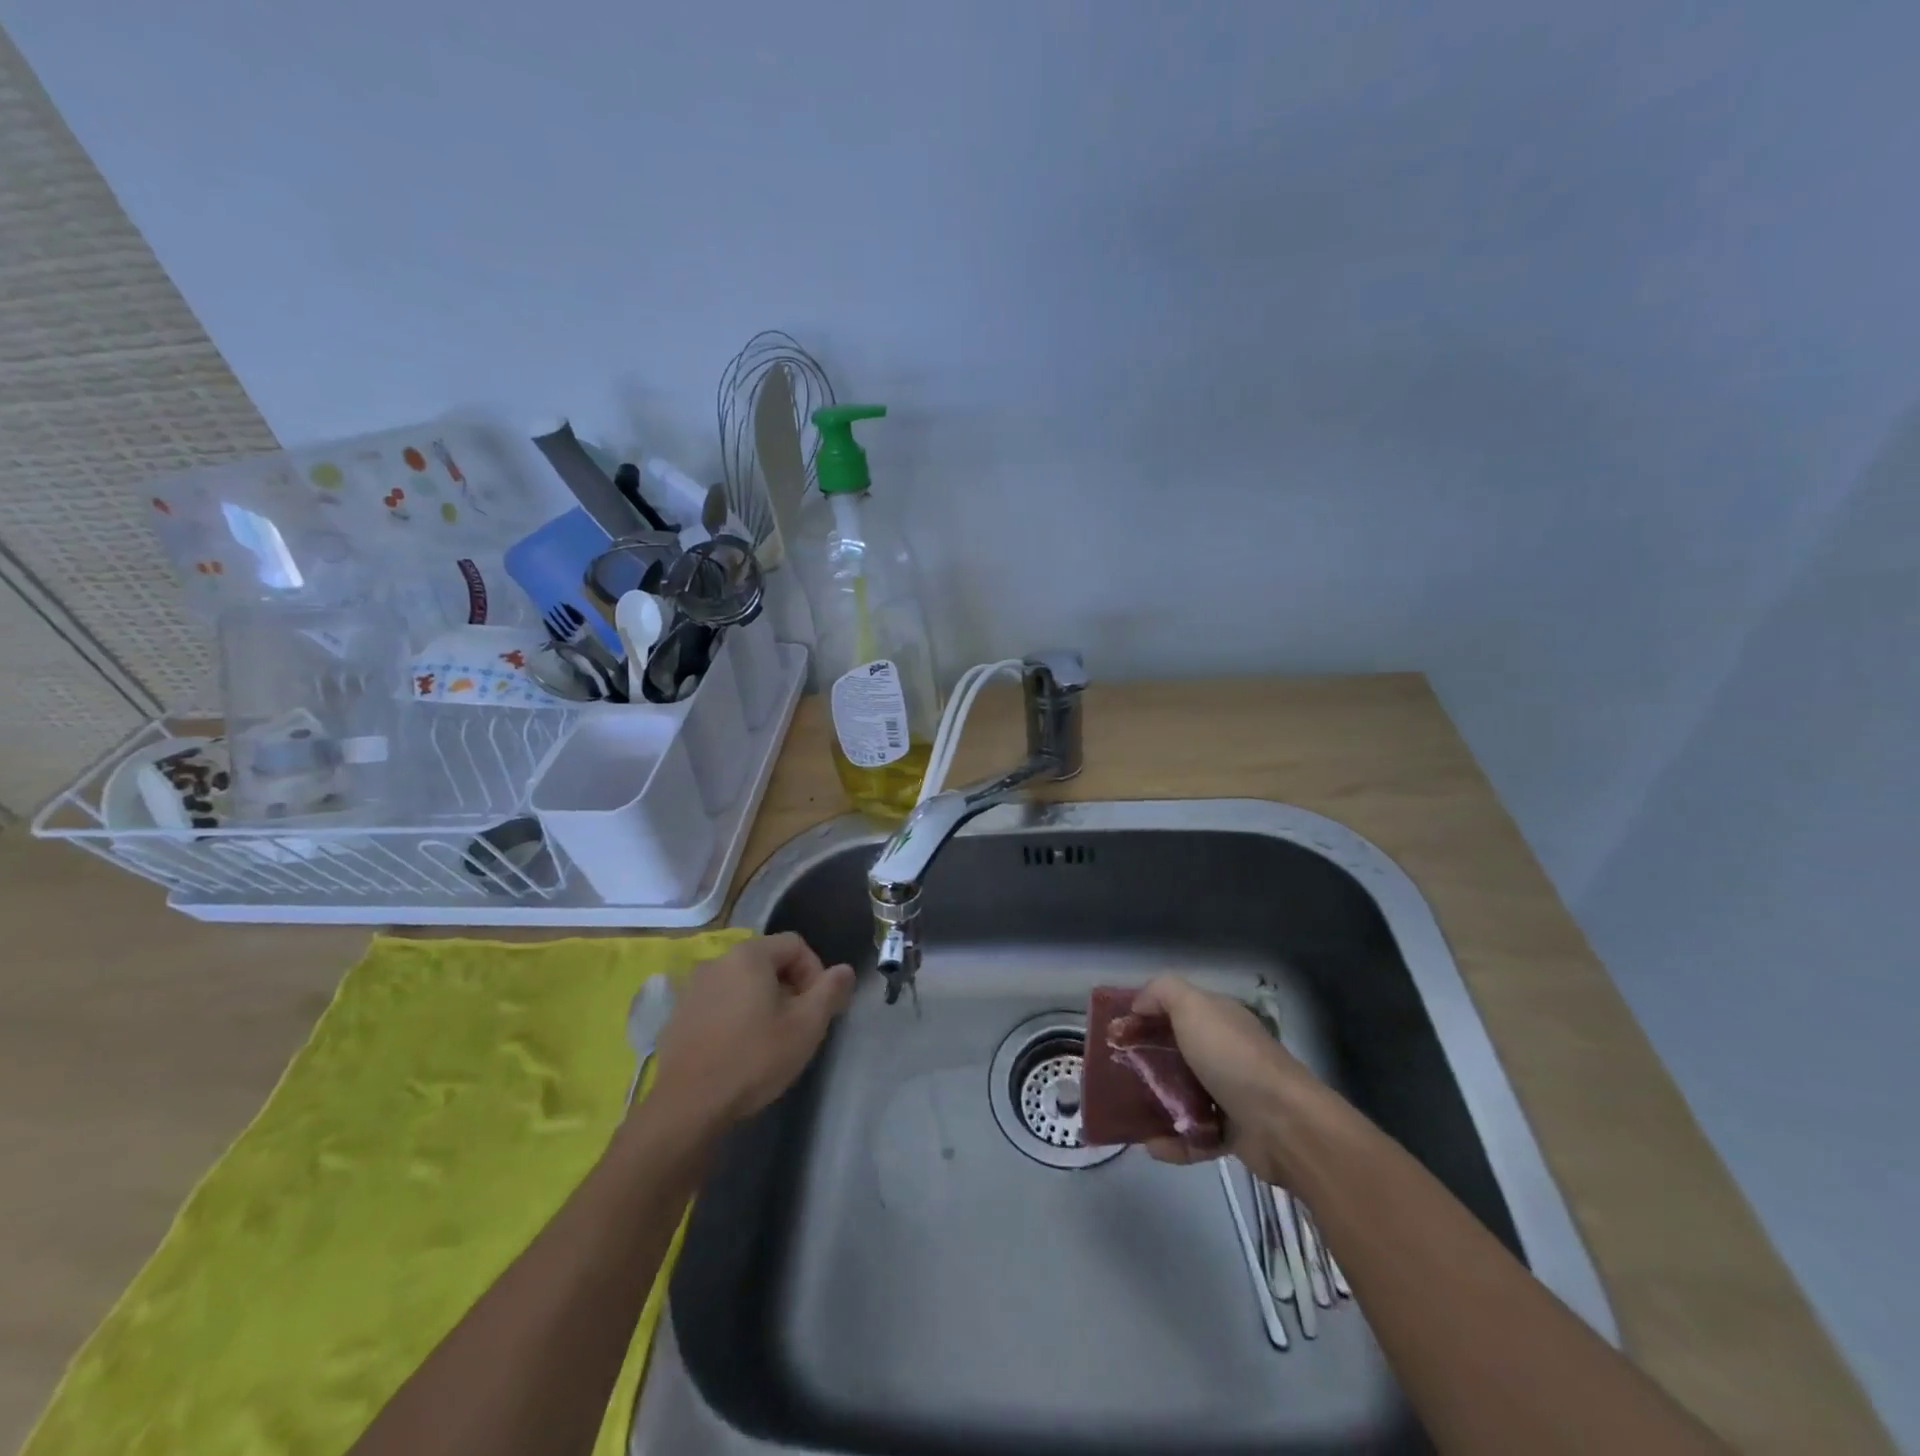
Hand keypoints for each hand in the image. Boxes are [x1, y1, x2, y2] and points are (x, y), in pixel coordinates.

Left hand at [647, 933, 854, 1129]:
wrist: (688, 1106)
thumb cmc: (754, 1058)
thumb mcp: (806, 1026)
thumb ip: (830, 991)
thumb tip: (845, 970)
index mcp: (749, 955)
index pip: (795, 944)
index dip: (815, 970)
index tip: (818, 1006)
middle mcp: (717, 961)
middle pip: (767, 961)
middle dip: (789, 986)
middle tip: (798, 1023)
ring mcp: (692, 988)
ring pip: (741, 982)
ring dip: (761, 1000)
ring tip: (769, 1037)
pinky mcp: (678, 1015)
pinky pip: (718, 1002)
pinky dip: (735, 1015)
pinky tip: (738, 1048)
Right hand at [1131, 976, 1317, 1180]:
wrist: (1285, 1125)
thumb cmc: (1233, 1057)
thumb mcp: (1193, 1006)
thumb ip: (1162, 991)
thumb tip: (1139, 1005)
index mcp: (1218, 1018)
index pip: (1175, 1009)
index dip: (1144, 1016)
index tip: (1115, 1032)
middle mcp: (1225, 1052)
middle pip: (1176, 1053)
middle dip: (1145, 1062)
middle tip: (1116, 1074)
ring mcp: (1231, 1094)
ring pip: (1183, 1096)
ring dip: (1156, 1105)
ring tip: (1129, 1113)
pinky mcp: (1234, 1134)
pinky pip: (1196, 1137)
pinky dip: (1175, 1143)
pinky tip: (1153, 1147)